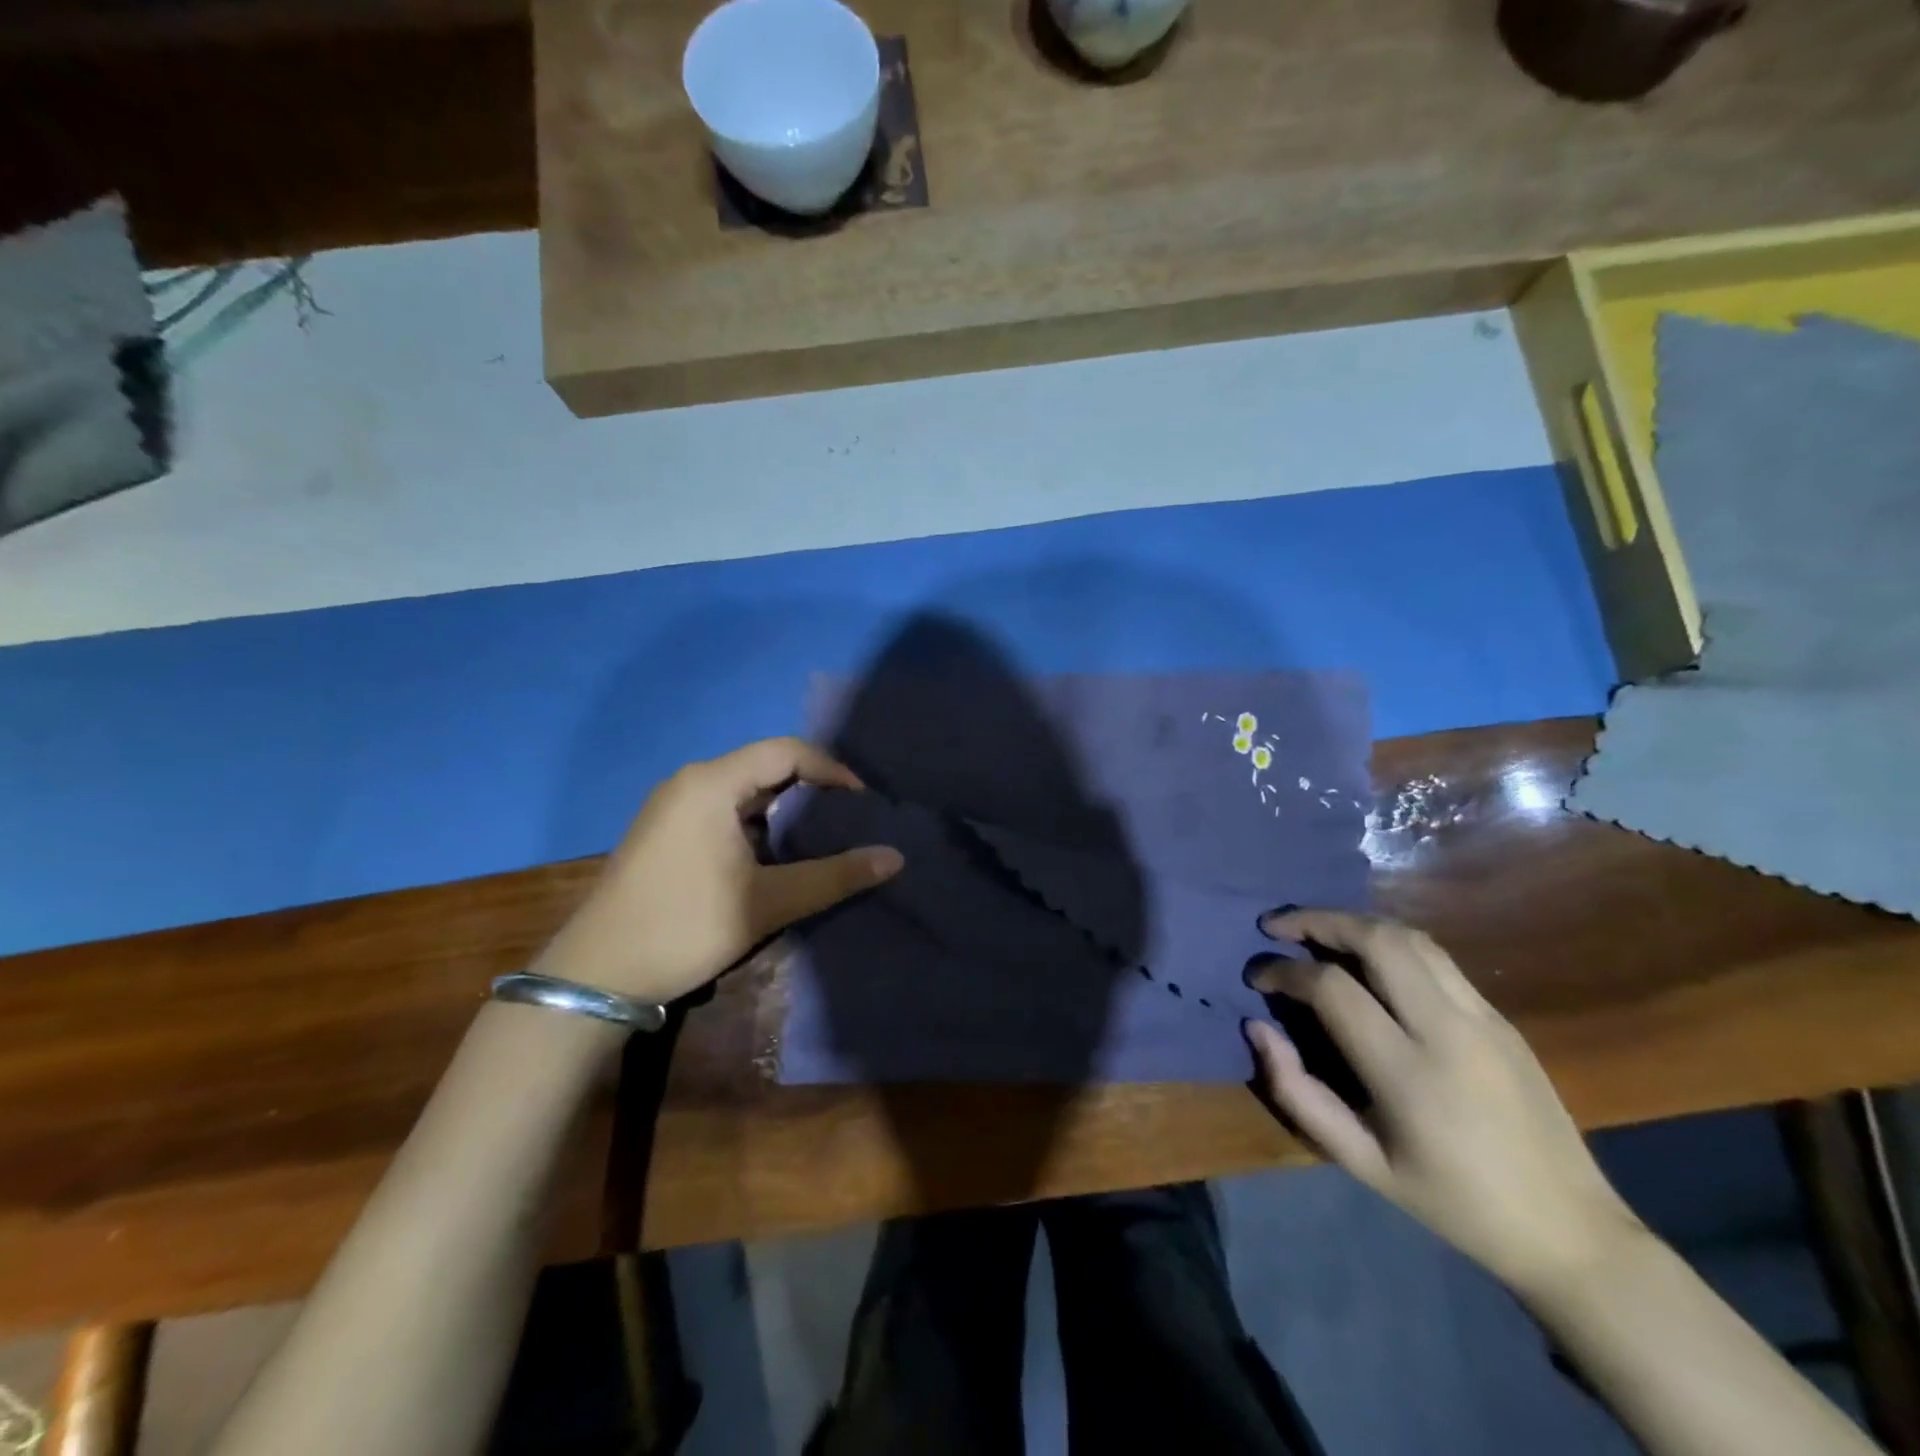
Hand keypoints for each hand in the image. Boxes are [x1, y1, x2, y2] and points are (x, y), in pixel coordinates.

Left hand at [536, 738, 903, 1004]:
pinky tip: (774, 857)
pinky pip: (723, 811)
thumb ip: (834, 876)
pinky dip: (757, 825)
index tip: (864, 803)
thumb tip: (895, 858)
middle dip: (812, 790)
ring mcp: (671, 807)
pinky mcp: (664, 832)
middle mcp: (690, 782)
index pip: (787, 751)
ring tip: (820, 839)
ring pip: (744, 791)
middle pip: (765, 767)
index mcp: (712, 783)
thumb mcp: (768, 902)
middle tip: (849, 821)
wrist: (596, 976)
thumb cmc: (685, 927)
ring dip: (784, 810)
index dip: (832, 770)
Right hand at [1244, 910, 1640, 1295]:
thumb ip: (1298, 1093)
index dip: (1283, 971)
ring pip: (1411, 937)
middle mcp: (1448, 1030)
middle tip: (1278, 926)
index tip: (1256, 976)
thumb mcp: (1360, 1162)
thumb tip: (1257, 1028)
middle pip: (1377, 939)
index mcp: (1409, 1074)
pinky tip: (1366, 957)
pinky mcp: (1501, 1017)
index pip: (1332, 988)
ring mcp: (1483, 1017)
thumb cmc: (1452, 1202)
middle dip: (1318, 920)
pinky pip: (1436, 958)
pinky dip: (1388, 941)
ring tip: (1317, 930)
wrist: (1570, 1231)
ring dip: (1355, 923)